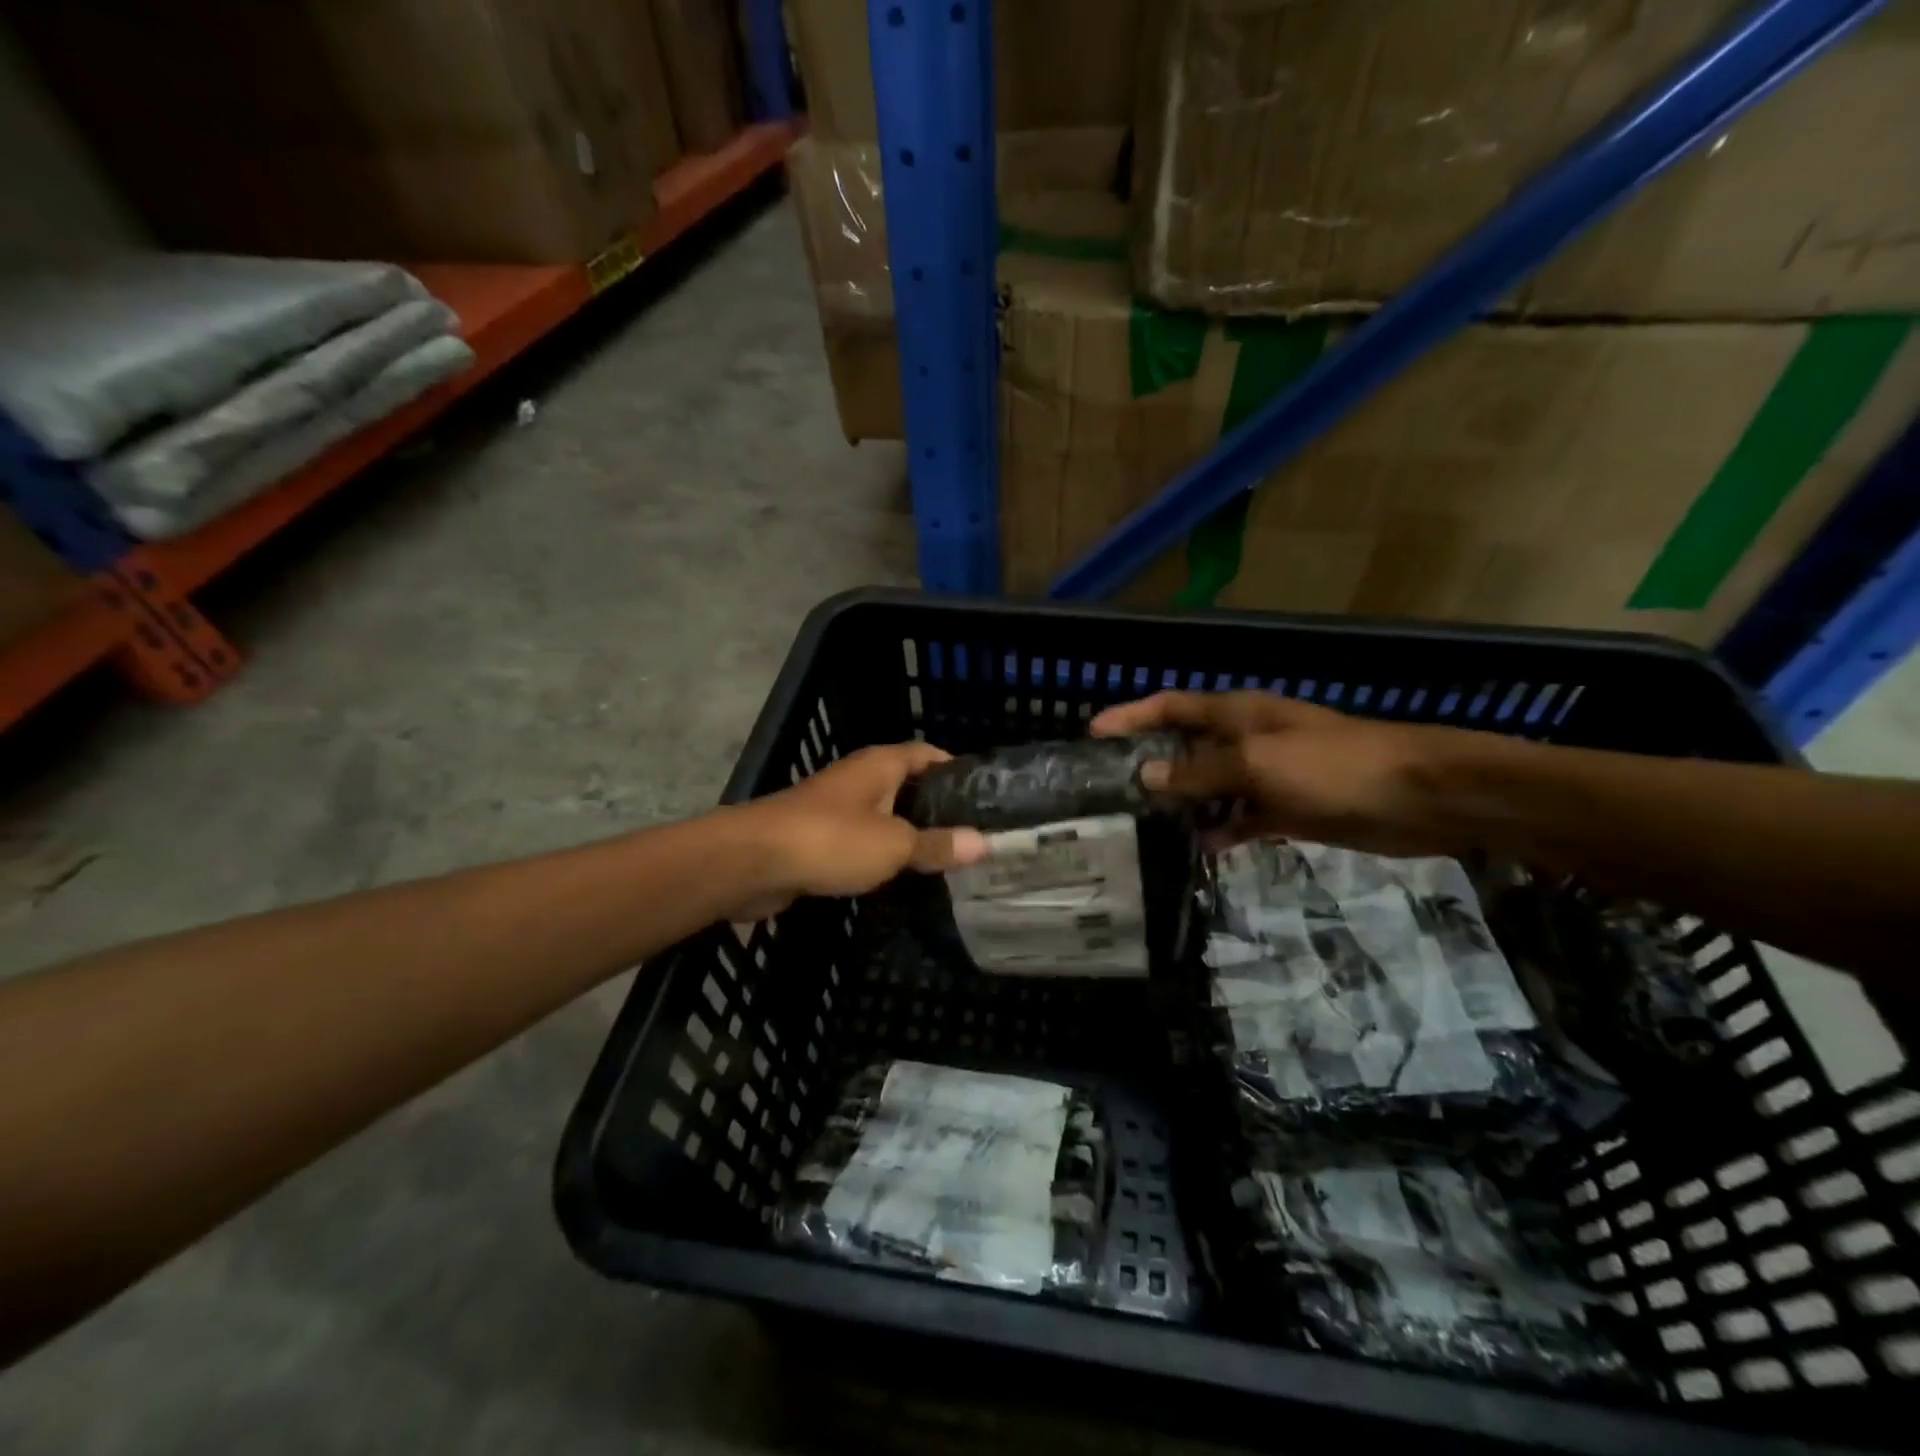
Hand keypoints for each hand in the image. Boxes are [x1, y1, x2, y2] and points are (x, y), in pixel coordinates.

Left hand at [729, 742, 988, 917]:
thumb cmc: (830, 840)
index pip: (927, 754)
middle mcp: (859, 779)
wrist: (751, 862)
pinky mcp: (817, 839)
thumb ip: (937, 844)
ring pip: (884, 816)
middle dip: (936, 808)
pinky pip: (860, 842)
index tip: (984, 796)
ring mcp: (835, 808)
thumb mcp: (894, 844)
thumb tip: (984, 843)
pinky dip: (880, 855)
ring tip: (944, 859)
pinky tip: (899, 878)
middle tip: (971, 836)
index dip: (955, 769)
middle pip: (907, 786)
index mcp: (880, 765)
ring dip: (908, 834)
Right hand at [1091, 690, 1491, 856]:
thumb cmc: (1333, 766)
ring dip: (1183, 801)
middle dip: (1150, 761)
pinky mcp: (1289, 808)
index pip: (1171, 707)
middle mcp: (1247, 739)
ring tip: (1143, 824)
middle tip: (1109, 788)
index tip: (1092, 733)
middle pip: (1187, 746)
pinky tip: (1201, 848)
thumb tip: (1144, 777)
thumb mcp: (1257, 764)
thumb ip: (1199, 771)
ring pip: (1211, 786)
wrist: (1420, 796)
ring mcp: (1269, 775)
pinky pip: (1242, 817)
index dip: (1131, 716)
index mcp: (1237, 714)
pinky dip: (1222, 829)